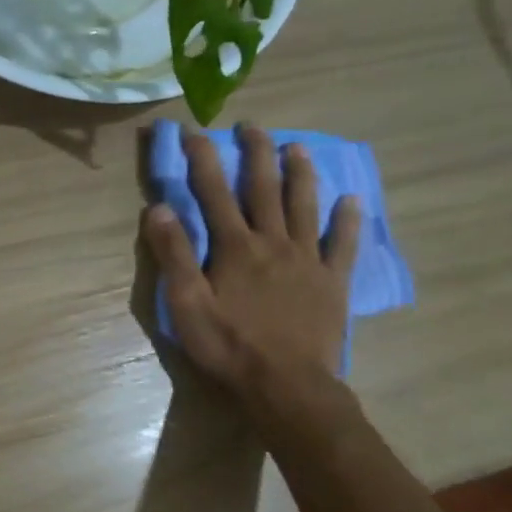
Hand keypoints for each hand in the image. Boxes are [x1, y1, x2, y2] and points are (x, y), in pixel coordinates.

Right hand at [142, 124, 360, 402]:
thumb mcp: (186, 304)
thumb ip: (174, 254)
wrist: (286, 386)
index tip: (193, 131)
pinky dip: (348, 220)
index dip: (203, 159)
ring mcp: (308, 260)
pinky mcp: (333, 282)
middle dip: (255, 153)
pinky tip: (351, 200)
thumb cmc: (228, 346)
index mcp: (235, 247)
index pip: (214, 192)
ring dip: (300, 173)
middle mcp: (273, 243)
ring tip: (297, 147)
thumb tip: (160, 208)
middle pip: (264, 188)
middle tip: (252, 125)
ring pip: (304, 206)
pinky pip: (343, 244)